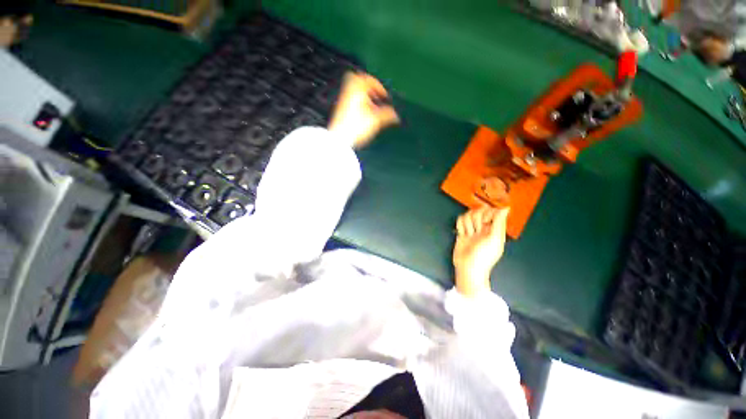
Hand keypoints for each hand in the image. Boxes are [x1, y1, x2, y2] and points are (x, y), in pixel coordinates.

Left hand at [328, 72, 399, 148]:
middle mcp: (349, 92)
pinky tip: (365, 115)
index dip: (379, 86)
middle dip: (369, 86)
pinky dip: (359, 103)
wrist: (340, 138)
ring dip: (364, 96)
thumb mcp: (376, 120)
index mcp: (357, 89)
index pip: (368, 79)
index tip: (385, 96)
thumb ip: (387, 115)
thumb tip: (396, 115)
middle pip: (357, 81)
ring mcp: (343, 101)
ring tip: (372, 106)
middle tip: (376, 95)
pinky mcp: (341, 110)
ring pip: (354, 91)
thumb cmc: (357, 126)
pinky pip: (351, 100)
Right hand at [452, 207, 508, 296]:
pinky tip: (462, 234)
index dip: (487, 213)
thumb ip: (499, 222)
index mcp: (494, 229)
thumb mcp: (494, 239)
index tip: (486, 221)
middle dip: (476, 219)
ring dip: (467, 224)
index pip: (491, 211)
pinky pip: (460, 220)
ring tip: (469, 235)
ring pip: (468, 215)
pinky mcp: (462, 231)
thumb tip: (506, 208)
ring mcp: (472, 229)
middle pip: (478, 211)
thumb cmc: (484, 255)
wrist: (468, 267)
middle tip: (477, 231)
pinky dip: (460, 226)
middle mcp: (483, 227)